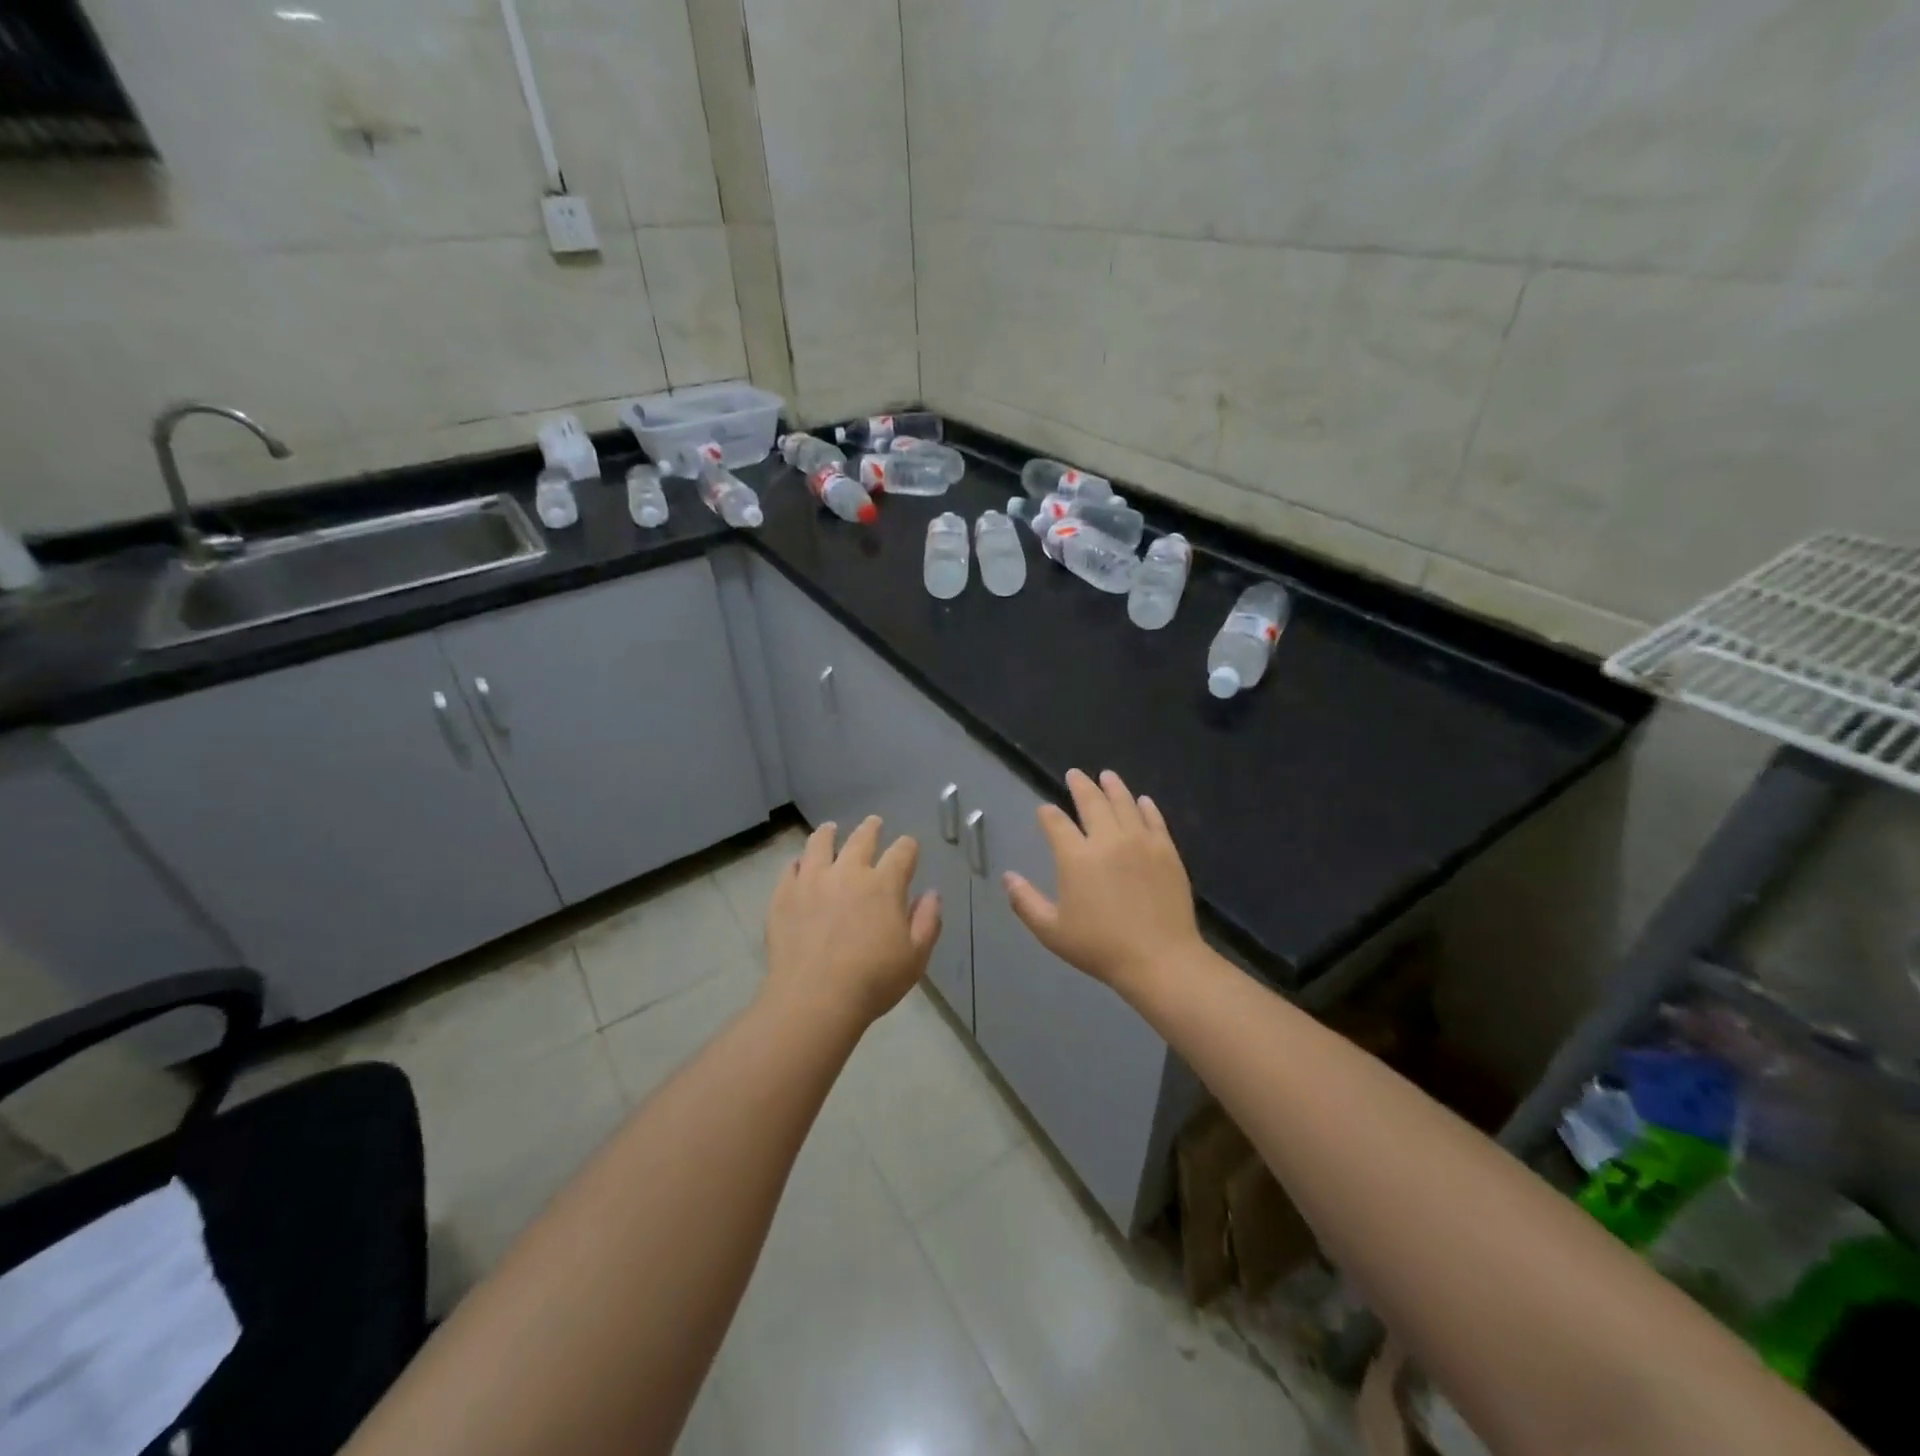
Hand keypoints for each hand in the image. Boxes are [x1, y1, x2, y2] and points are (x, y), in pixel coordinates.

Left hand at [764, 816, 941, 1027]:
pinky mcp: (784, 895)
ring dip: (828, 833)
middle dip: (871, 828)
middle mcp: (848, 872)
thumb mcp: (915, 957)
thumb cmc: (873, 980)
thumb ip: (927, 921)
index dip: (908, 847)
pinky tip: (799, 865)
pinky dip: (798, 863)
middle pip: (861, 838)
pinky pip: (790, 869)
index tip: (909, 847)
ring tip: (829, 829)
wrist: (814, 999)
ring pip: (820, 844)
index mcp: (884, 884)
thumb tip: (932, 894)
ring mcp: (812, 881)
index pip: (902, 852)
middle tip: (873, 823)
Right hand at [1003, 769, 1200, 998]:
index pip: (1056, 824)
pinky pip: (1154, 820)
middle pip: (1092, 802)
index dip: (1048, 815)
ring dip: (1113, 787)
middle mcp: (1107, 840)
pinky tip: (1143, 801)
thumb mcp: (1052, 931)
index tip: (1044, 810)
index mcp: (1076, 857)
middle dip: (1080, 785)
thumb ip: (1026, 902)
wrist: (1159, 958)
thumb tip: (1008, 877)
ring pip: (1124, 803)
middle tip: (1075, 774)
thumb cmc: (1100, 947)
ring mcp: (1140, 842)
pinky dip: (1146, 807)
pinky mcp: (1166, 850)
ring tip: (1107, 775)